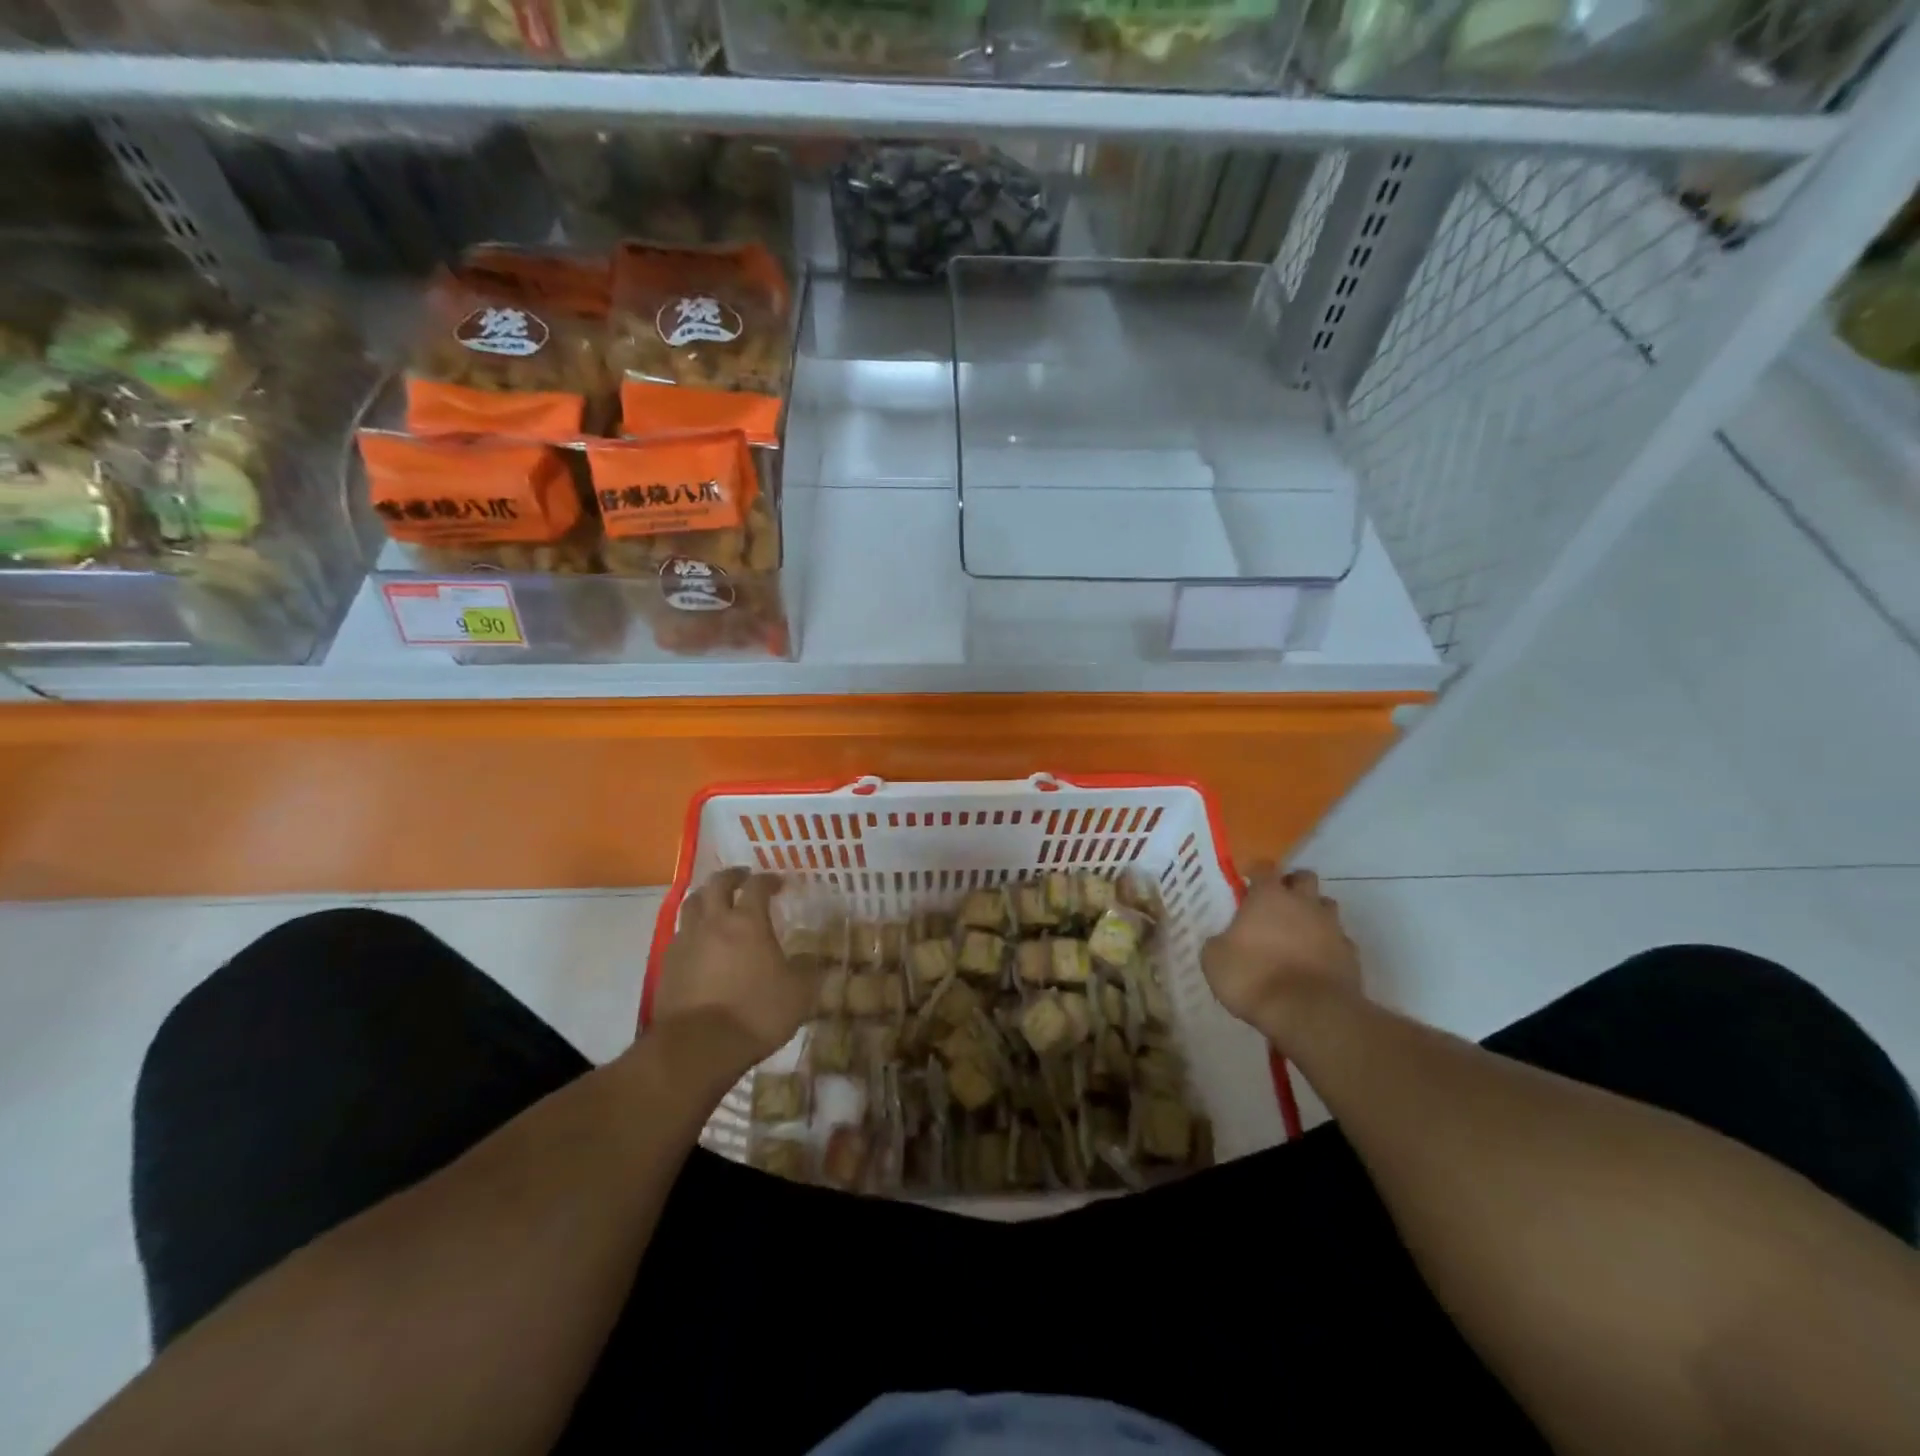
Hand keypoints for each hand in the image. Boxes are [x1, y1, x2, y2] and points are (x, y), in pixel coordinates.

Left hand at [649, 869, 820, 1080]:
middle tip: (743, 878)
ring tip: (717, 903)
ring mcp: (686, 941)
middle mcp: (714, 922)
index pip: (757, 886)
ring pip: (692, 904)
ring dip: (707, 897)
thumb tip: (807, 958)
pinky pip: (680, 933)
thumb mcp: (798, 993)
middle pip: (717, 884)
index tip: (778, 883)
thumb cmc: (755, 1013)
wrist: (698, 1047)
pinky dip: (692, 929)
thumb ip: (805, 969)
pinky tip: (700, 942)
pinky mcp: (667, 964)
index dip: (769, 880)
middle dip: (732, 876)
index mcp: (748, 921)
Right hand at [1202, 866, 1362, 1043]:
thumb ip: (1220, 941)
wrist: (1309, 1013)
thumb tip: (1224, 941)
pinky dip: (1328, 945)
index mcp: (1268, 896)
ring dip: (1313, 913)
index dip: (1255, 873)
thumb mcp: (1214, 960)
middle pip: (1304, 878)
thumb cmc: (1253, 977)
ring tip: (1298, 932)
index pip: (1264, 868)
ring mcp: (1332, 928)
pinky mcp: (1351, 955)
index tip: (1247, 883)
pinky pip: (1339, 940)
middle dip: (1292, 886)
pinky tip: (1315, 962)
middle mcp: (1303, 903)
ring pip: (1326, 906)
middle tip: (1277, 903)